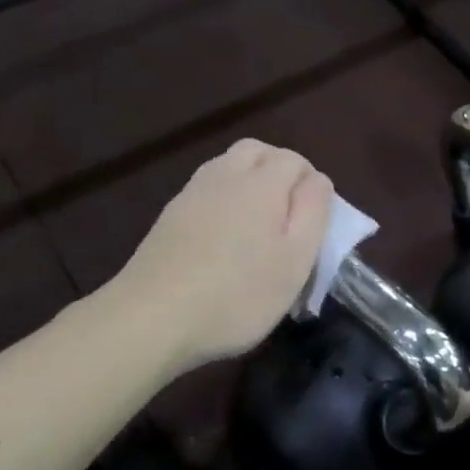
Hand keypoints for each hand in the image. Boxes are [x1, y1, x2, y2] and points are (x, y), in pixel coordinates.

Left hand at [113, 140, 332, 375]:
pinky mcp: (169, 216)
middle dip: (279, 171)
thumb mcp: (295, 260)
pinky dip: (223, 201)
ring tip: (258, 226)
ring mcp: (191, 193)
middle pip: (257, 152)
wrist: (152, 318)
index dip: (312, 184)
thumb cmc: (238, 294)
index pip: (295, 160)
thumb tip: (317, 180)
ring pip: (228, 167)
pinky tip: (224, 239)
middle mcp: (225, 175)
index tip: (315, 222)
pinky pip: (206, 191)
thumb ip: (313, 212)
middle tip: (289, 214)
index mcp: (262, 182)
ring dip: (249, 183)